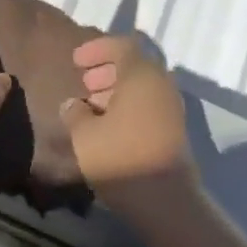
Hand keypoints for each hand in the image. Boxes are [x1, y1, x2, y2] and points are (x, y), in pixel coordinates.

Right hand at [62, 34, 200, 227]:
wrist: (166, 200)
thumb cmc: (121, 157)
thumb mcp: (84, 134)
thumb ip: (74, 113)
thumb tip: (72, 105)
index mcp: (141, 75)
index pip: (122, 45)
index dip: (97, 48)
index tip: (76, 61)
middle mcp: (161, 84)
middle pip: (134, 65)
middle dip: (107, 69)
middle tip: (85, 82)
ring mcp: (171, 108)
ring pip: (142, 86)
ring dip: (116, 90)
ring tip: (91, 106)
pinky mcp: (174, 130)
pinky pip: (149, 104)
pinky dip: (129, 106)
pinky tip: (108, 125)